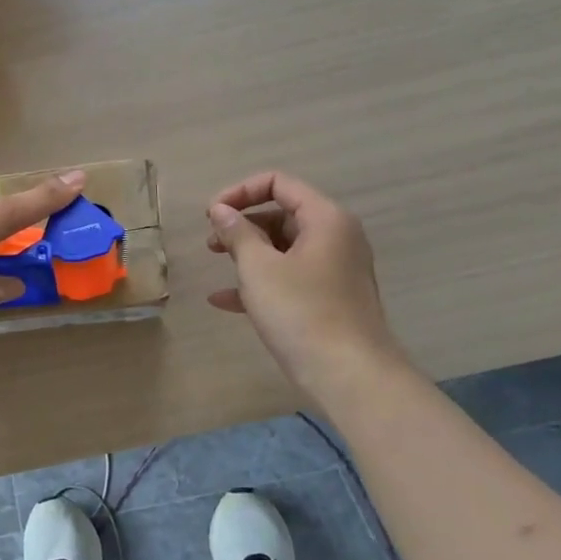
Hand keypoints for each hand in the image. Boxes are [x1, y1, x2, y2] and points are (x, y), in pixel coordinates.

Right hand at [206, 171, 402, 395]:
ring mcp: (335, 269)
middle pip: (282, 214)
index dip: (240, 192)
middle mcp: (336, 237)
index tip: (210, 214)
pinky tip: (224, 300)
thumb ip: (237, 233)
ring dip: (248, 253)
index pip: (279, 184)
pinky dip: (261, 281)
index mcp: (325, 218)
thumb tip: (220, 210)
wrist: (350, 376)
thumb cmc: (301, 312)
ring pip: (284, 248)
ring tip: (216, 264)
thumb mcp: (259, 269)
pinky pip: (290, 277)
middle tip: (212, 242)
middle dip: (242, 224)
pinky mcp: (330, 298)